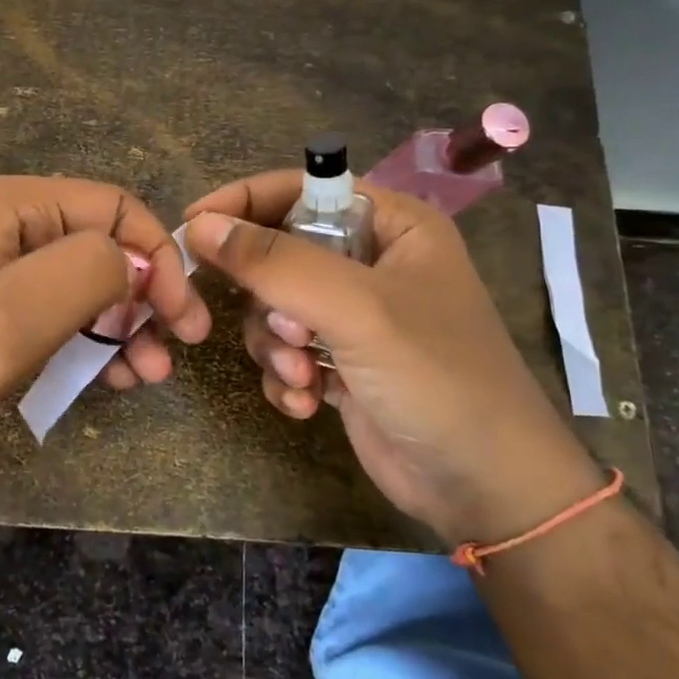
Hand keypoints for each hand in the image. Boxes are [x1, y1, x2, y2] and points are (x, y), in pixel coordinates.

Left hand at [0, 176, 209, 467]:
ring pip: (77, 287)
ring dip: (118, 328)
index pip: (115, 210)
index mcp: (12, 207)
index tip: (182, 324)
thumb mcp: (5, 317)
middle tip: (166, 362)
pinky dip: (80, 344)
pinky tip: (101, 379)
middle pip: (100, 248)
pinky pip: (45, 316)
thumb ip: (84, 273)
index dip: (159, 260)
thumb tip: (139, 262)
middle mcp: (4, 227)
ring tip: (142, 379)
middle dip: (144, 300)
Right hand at [183, 171, 601, 543]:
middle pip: (279, 252)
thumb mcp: (356, 309)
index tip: (192, 226)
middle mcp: (371, 263)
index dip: (244, 203)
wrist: (486, 489)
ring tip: (301, 375)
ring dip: (275, 345)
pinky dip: (285, 375)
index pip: (301, 190)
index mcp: (392, 226)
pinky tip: (306, 402)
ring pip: (273, 307)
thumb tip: (200, 225)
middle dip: (269, 300)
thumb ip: (275, 262)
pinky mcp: (340, 363)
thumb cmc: (436, 378)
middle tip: (283, 332)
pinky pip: (284, 351)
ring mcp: (354, 317)